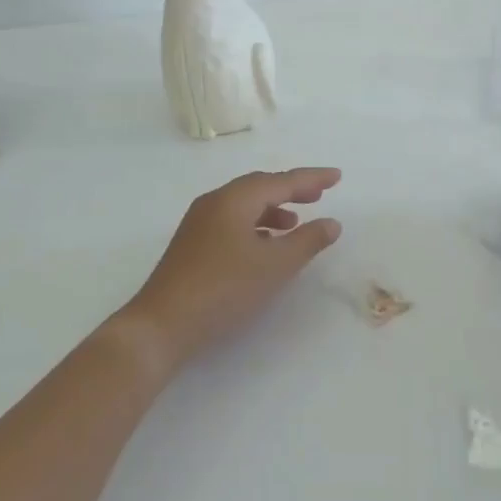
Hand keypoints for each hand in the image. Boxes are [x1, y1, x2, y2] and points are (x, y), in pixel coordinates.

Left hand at [120, 168, 342, 372]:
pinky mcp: (192, 244)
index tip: (337, 177)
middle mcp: (214, 202)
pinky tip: (264, 245)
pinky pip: (231, 221)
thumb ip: (307, 241)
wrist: (163, 324)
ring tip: (295, 224)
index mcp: (234, 199)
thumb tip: (332, 223)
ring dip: (272, 209)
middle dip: (291, 190)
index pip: (280, 181)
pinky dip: (254, 226)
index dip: (311, 179)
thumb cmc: (224, 289)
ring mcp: (199, 223)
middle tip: (319, 195)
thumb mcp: (274, 266)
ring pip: (244, 205)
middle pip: (259, 187)